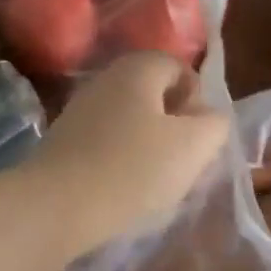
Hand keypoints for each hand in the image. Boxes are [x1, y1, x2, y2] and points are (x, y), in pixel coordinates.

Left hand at [29, 52, 229, 256]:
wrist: (57, 204)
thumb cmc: (133, 168)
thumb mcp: (192, 147)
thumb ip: (213, 124)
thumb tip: (210, 114)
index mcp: (139, 66)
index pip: (179, 67)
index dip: (196, 99)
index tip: (199, 137)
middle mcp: (108, 75)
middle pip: (154, 91)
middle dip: (174, 122)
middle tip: (182, 160)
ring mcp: (83, 104)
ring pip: (131, 115)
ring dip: (149, 142)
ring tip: (156, 179)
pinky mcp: (67, 135)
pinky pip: (107, 137)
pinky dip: (122, 155)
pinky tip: (125, 186)